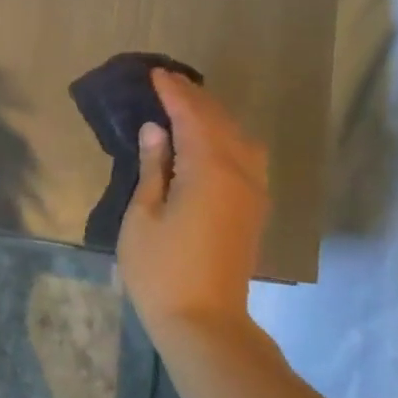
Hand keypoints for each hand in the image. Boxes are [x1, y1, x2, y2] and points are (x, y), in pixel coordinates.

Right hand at [117, 70, 270, 342]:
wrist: (204, 322)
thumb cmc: (161, 271)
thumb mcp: (143, 216)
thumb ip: (153, 168)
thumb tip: (156, 130)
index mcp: (209, 170)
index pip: (192, 116)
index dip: (173, 93)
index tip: (155, 75)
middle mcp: (240, 172)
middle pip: (219, 121)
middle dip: (194, 98)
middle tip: (167, 83)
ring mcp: (253, 191)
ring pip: (239, 137)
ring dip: (213, 116)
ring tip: (188, 107)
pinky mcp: (254, 208)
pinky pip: (246, 156)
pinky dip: (227, 137)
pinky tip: (211, 141)